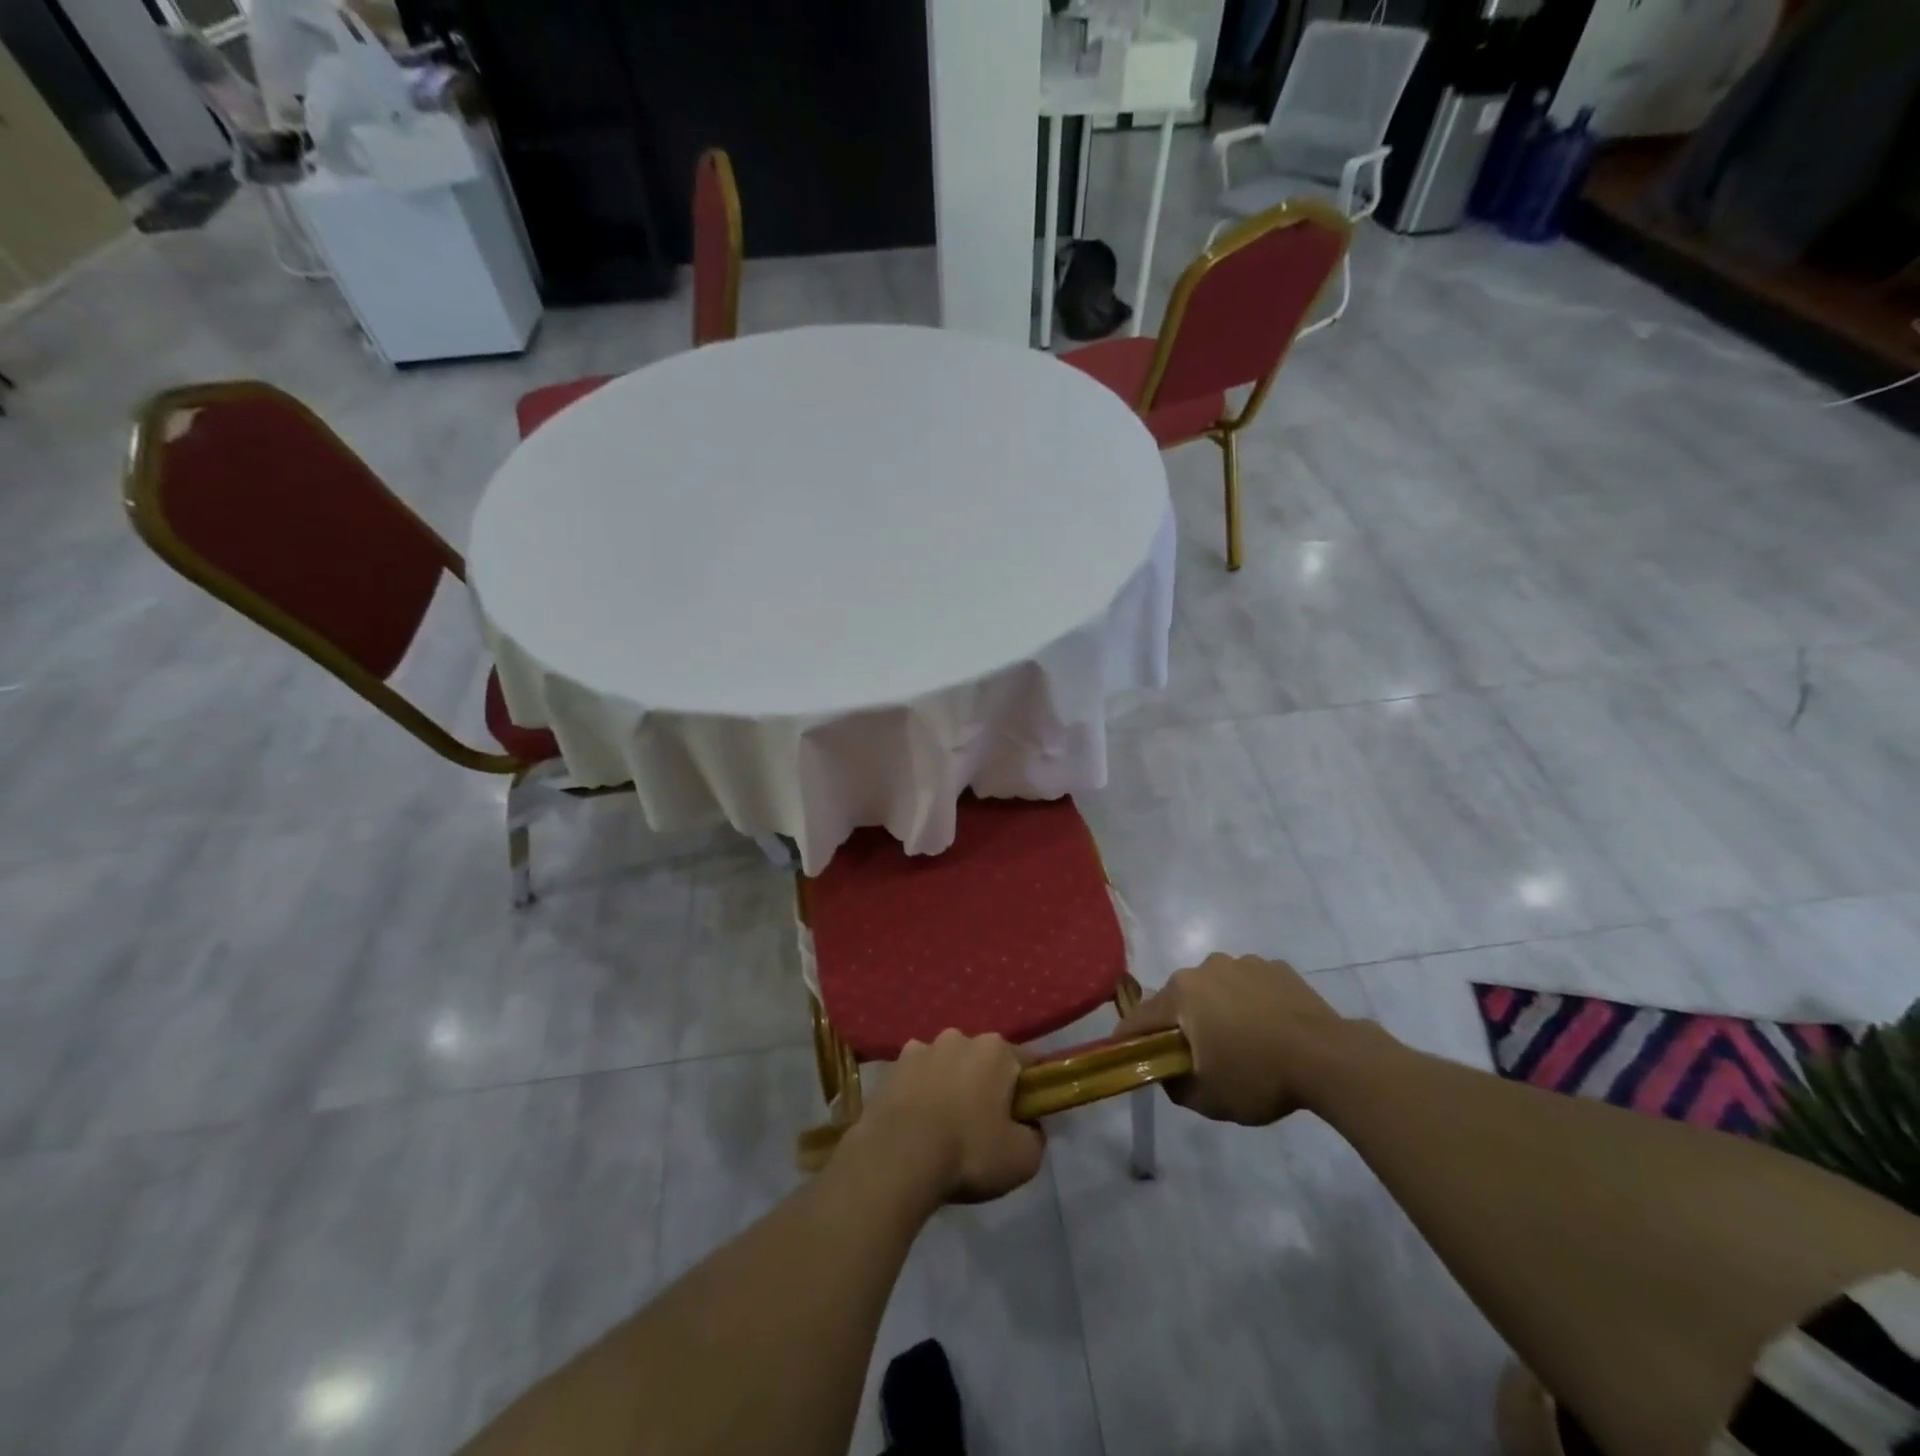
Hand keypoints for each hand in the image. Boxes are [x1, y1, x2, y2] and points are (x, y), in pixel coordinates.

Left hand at [848, 1030, 1044, 1204]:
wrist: (897, 1158)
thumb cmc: (968, 1152)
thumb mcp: (1023, 1158)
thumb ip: (1036, 1136)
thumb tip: (1030, 1126)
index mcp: (996, 1050)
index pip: (1025, 1062)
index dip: (1029, 1089)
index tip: (1025, 1116)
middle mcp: (959, 1038)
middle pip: (982, 1060)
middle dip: (985, 1084)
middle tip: (983, 1124)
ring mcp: (921, 1048)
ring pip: (946, 1065)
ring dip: (949, 1085)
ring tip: (942, 1126)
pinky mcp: (891, 1067)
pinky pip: (915, 1077)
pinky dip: (918, 1092)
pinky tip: (915, 1123)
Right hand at [1115, 954, 1358, 1124]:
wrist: (1329, 1059)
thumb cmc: (1258, 1076)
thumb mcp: (1207, 1098)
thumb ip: (1174, 1085)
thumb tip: (1167, 1072)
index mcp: (1182, 993)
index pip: (1140, 1017)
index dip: (1128, 1038)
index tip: (1123, 1054)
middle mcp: (1205, 967)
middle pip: (1179, 999)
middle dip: (1179, 1024)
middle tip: (1194, 1056)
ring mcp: (1243, 963)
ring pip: (1215, 989)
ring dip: (1216, 1010)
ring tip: (1239, 1043)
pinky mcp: (1275, 967)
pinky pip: (1249, 986)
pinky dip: (1249, 1003)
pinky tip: (1268, 1029)